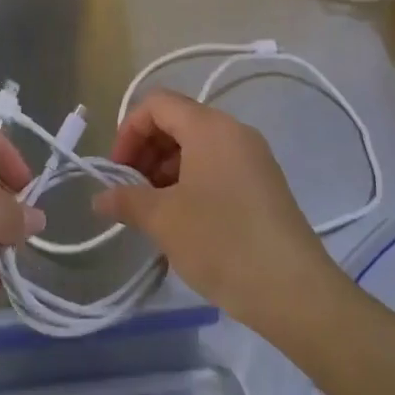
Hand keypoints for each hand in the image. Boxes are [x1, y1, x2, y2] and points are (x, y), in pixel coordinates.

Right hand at [91, 91, 336, 326]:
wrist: (294, 290)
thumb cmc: (222, 242)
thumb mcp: (164, 220)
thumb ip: (126, 200)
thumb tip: (100, 198)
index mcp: (209, 127)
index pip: (157, 104)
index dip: (128, 130)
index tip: (117, 170)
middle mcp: (234, 131)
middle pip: (178, 121)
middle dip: (146, 150)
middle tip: (130, 191)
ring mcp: (253, 157)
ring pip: (197, 145)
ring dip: (166, 168)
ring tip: (153, 210)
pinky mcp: (264, 184)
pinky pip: (217, 165)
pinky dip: (191, 180)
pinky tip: (182, 219)